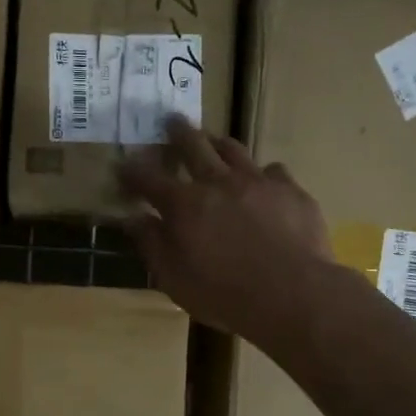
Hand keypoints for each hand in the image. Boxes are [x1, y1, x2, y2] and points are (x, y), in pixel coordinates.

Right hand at [119, 116, 335, 344]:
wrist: (292, 293)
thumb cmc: (224, 294)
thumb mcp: (174, 278)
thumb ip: (152, 245)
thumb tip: (133, 219)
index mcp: (183, 205)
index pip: (148, 179)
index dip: (133, 171)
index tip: (123, 165)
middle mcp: (217, 183)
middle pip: (193, 146)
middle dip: (178, 132)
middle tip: (172, 120)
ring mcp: (257, 182)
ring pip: (233, 150)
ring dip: (218, 143)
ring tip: (213, 140)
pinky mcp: (290, 190)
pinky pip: (273, 170)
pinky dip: (262, 173)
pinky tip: (264, 181)